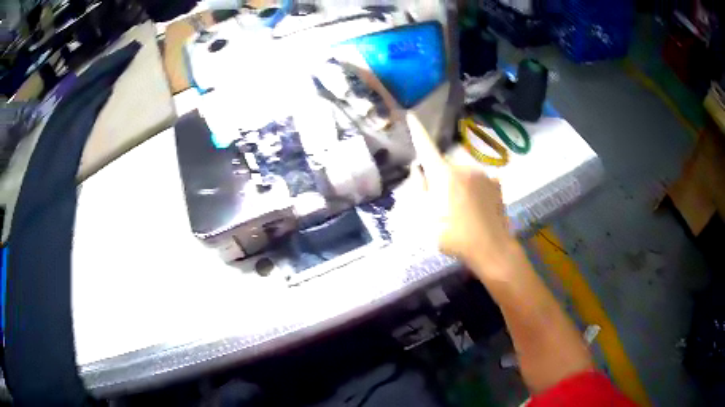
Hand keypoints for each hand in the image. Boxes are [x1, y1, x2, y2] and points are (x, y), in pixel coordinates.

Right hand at [407, 113, 517, 277]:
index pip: (426, 147)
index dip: (418, 131)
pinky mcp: (496, 183)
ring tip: (462, 210)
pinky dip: (474, 188)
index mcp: (444, 175)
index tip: (412, 116)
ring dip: (459, 184)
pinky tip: (477, 207)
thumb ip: (421, 190)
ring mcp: (483, 174)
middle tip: (442, 203)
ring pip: (463, 173)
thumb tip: (418, 169)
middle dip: (441, 178)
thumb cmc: (454, 236)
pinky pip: (479, 180)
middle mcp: (464, 167)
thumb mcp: (428, 218)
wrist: (491, 248)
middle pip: (446, 166)